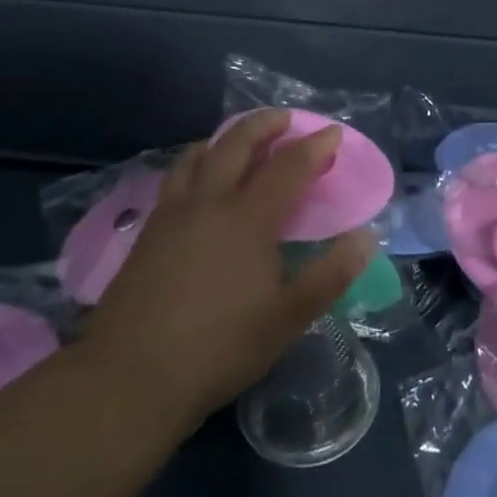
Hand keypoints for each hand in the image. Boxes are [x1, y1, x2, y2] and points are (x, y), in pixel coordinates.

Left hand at [83, 110, 372, 426]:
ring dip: (224, 137)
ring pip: (198, 155)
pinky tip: (197, 180)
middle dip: (265, 123)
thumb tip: (366, 236)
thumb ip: (330, 275)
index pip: (288, 167)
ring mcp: (172, 213)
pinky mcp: (148, 232)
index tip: (333, 132)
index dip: (315, 146)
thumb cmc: (218, 347)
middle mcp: (209, 202)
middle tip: (285, 118)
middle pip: (237, 143)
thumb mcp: (287, 319)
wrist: (130, 378)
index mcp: (247, 218)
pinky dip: (195, 161)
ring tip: (238, 138)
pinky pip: (175, 177)